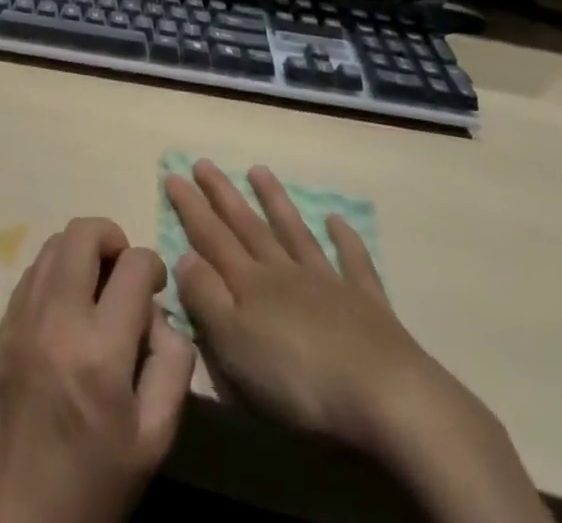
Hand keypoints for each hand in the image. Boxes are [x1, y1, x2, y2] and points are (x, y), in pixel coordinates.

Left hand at [0, 217, 195, 522]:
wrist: (9, 519)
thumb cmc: (90, 488)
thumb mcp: (152, 442)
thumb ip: (171, 368)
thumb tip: (162, 316)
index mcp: (100, 350)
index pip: (133, 265)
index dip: (152, 265)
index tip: (156, 286)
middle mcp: (57, 317)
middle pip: (83, 232)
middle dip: (113, 238)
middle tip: (125, 272)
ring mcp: (22, 316)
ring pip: (53, 243)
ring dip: (81, 251)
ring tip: (98, 287)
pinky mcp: (2, 325)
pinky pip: (32, 271)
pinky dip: (55, 270)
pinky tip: (67, 306)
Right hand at [167, 160, 549, 522]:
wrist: (388, 399)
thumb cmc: (300, 380)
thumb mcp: (235, 346)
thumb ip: (206, 298)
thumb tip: (184, 255)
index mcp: (251, 286)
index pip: (211, 237)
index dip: (190, 207)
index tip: (173, 174)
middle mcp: (285, 273)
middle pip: (248, 227)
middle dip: (223, 195)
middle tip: (205, 163)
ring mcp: (328, 284)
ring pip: (294, 233)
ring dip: (275, 202)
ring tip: (259, 171)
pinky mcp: (368, 306)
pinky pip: (354, 263)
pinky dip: (345, 239)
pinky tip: (337, 220)